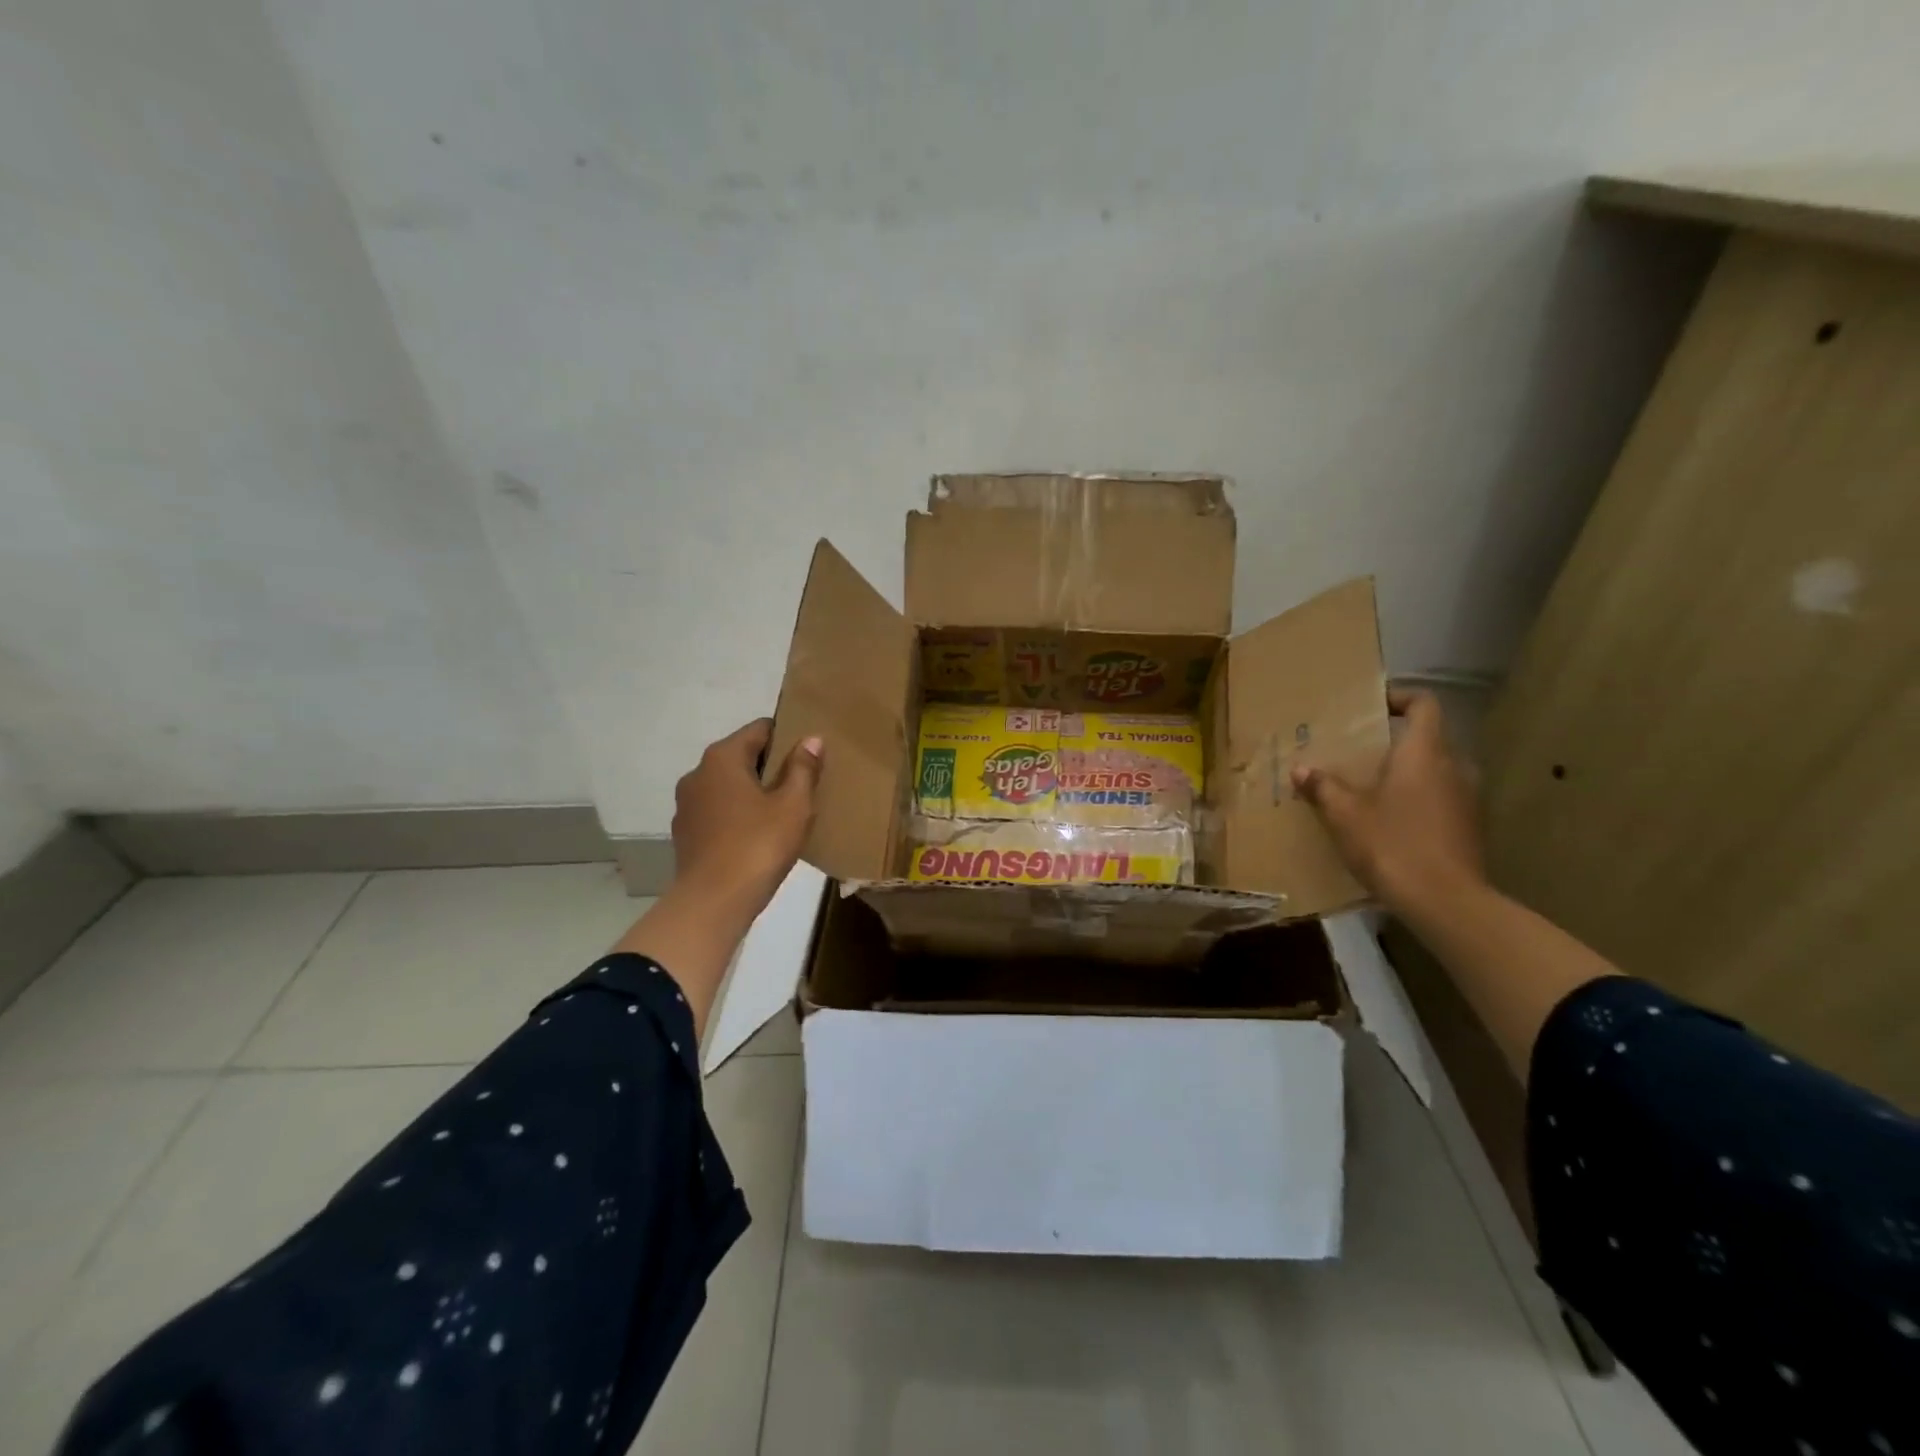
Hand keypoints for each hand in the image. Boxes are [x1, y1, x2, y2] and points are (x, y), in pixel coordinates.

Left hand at [670, 718, 822, 925]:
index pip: (760, 729)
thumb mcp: (793, 805)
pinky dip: (737, 815)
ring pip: (728, 786)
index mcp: (722, 758)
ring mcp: (687, 805)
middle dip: (771, 766)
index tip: (809, 754)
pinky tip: (758, 836)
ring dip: (753, 792)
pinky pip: (718, 812)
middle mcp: (698, 773)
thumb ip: (803, 768)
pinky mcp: (686, 833)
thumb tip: (811, 739)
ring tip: (782, 812)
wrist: (713, 902)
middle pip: (742, 756)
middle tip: (802, 784)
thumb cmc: (758, 845)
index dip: (788, 736)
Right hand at [1290, 689, 1484, 916]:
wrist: (1446, 902)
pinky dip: (1417, 800)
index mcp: (1424, 753)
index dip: (1400, 697)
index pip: (1424, 704)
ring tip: (1370, 789)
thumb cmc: (1392, 844)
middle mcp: (1454, 767)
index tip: (1373, 706)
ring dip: (1406, 773)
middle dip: (1394, 742)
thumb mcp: (1344, 815)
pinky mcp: (1469, 827)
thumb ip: (1323, 787)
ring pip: (1435, 771)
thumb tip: (1301, 769)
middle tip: (1359, 753)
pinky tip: (1389, 822)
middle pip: (1428, 738)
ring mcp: (1467, 799)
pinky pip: (1440, 798)